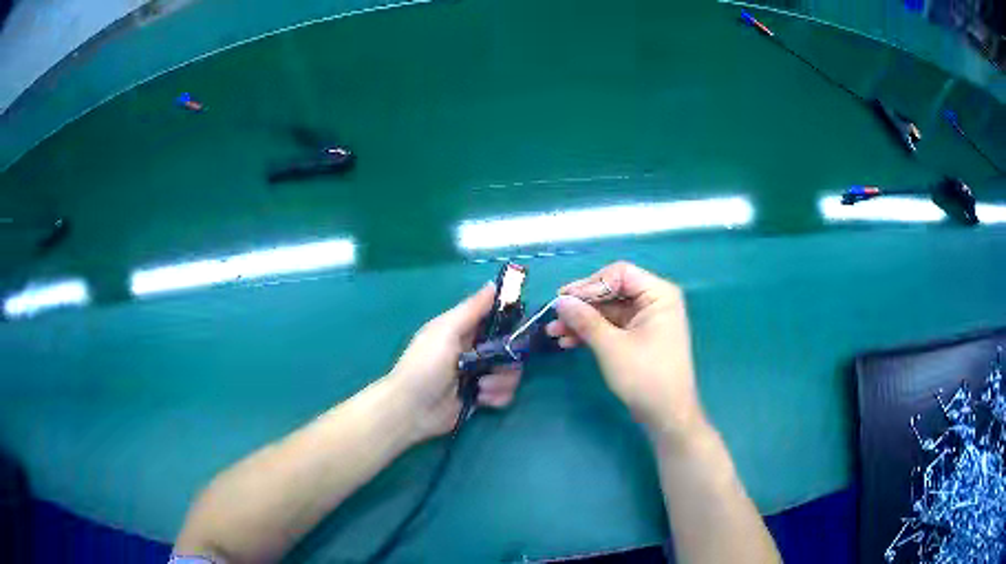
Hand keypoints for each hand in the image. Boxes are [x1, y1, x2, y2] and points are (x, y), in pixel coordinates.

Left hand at [387, 282, 522, 441]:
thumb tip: (494, 284)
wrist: (412, 409)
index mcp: (463, 330)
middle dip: (509, 357)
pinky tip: (482, 400)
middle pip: (509, 347)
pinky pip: (505, 393)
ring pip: (510, 372)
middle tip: (496, 364)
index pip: (495, 318)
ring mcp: (479, 375)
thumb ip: (472, 309)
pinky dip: (497, 397)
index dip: (510, 321)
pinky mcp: (482, 398)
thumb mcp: (446, 331)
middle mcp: (474, 350)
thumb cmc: (425, 365)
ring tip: (481, 387)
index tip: (519, 327)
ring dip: (501, 380)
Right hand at [546, 262, 705, 440]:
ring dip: (582, 321)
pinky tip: (568, 342)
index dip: (589, 284)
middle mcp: (655, 302)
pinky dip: (592, 333)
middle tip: (554, 316)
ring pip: (608, 311)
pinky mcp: (639, 338)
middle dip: (582, 306)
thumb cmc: (645, 377)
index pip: (620, 274)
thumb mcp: (611, 346)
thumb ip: (585, 320)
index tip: (563, 299)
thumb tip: (560, 301)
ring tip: (554, 333)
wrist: (666, 415)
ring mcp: (647, 321)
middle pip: (612, 292)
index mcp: (659, 294)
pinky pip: (612, 327)